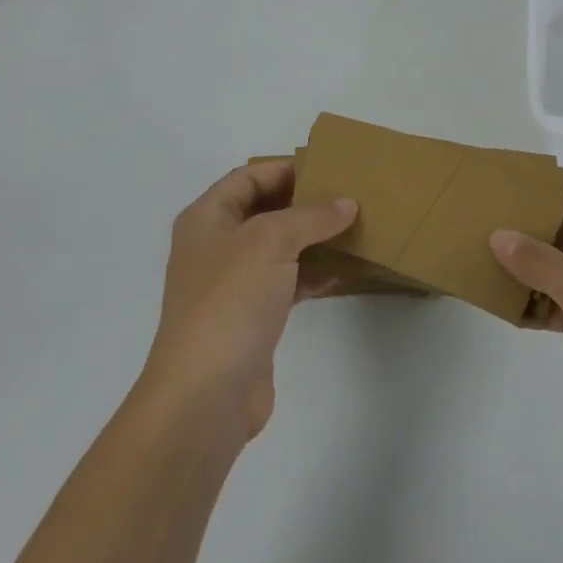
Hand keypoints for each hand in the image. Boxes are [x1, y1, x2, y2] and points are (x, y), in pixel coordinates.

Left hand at [144, 161, 356, 443]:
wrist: (205, 394)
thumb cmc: (230, 300)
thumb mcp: (271, 241)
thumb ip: (312, 216)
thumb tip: (347, 203)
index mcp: (208, 218)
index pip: (250, 176)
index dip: (287, 167)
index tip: (331, 168)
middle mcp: (216, 245)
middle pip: (265, 209)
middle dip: (306, 202)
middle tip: (350, 195)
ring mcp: (233, 283)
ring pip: (280, 246)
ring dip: (314, 238)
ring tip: (356, 227)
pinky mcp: (252, 317)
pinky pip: (288, 281)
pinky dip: (314, 273)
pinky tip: (345, 271)